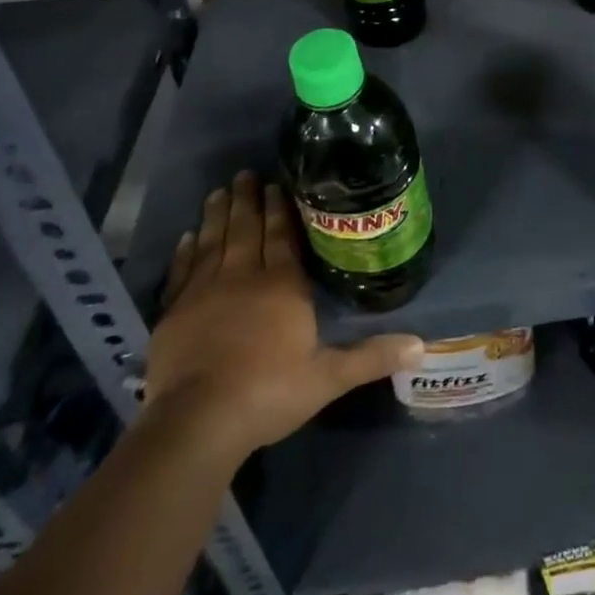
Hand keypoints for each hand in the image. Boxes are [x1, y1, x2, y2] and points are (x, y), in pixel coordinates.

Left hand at [144, 172, 423, 460]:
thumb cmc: (268, 392)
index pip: (281, 235)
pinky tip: (186, 238)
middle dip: (248, 200)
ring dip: (217, 215)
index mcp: (282, 285)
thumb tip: (421, 345)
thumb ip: (371, 357)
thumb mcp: (328, 378)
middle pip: (246, 229)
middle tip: (246, 173)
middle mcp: (243, 276)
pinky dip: (184, 253)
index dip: (279, 208)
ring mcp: (204, 292)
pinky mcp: (173, 313)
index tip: (276, 183)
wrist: (198, 422)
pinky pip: (181, 272)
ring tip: (220, 191)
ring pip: (213, 242)